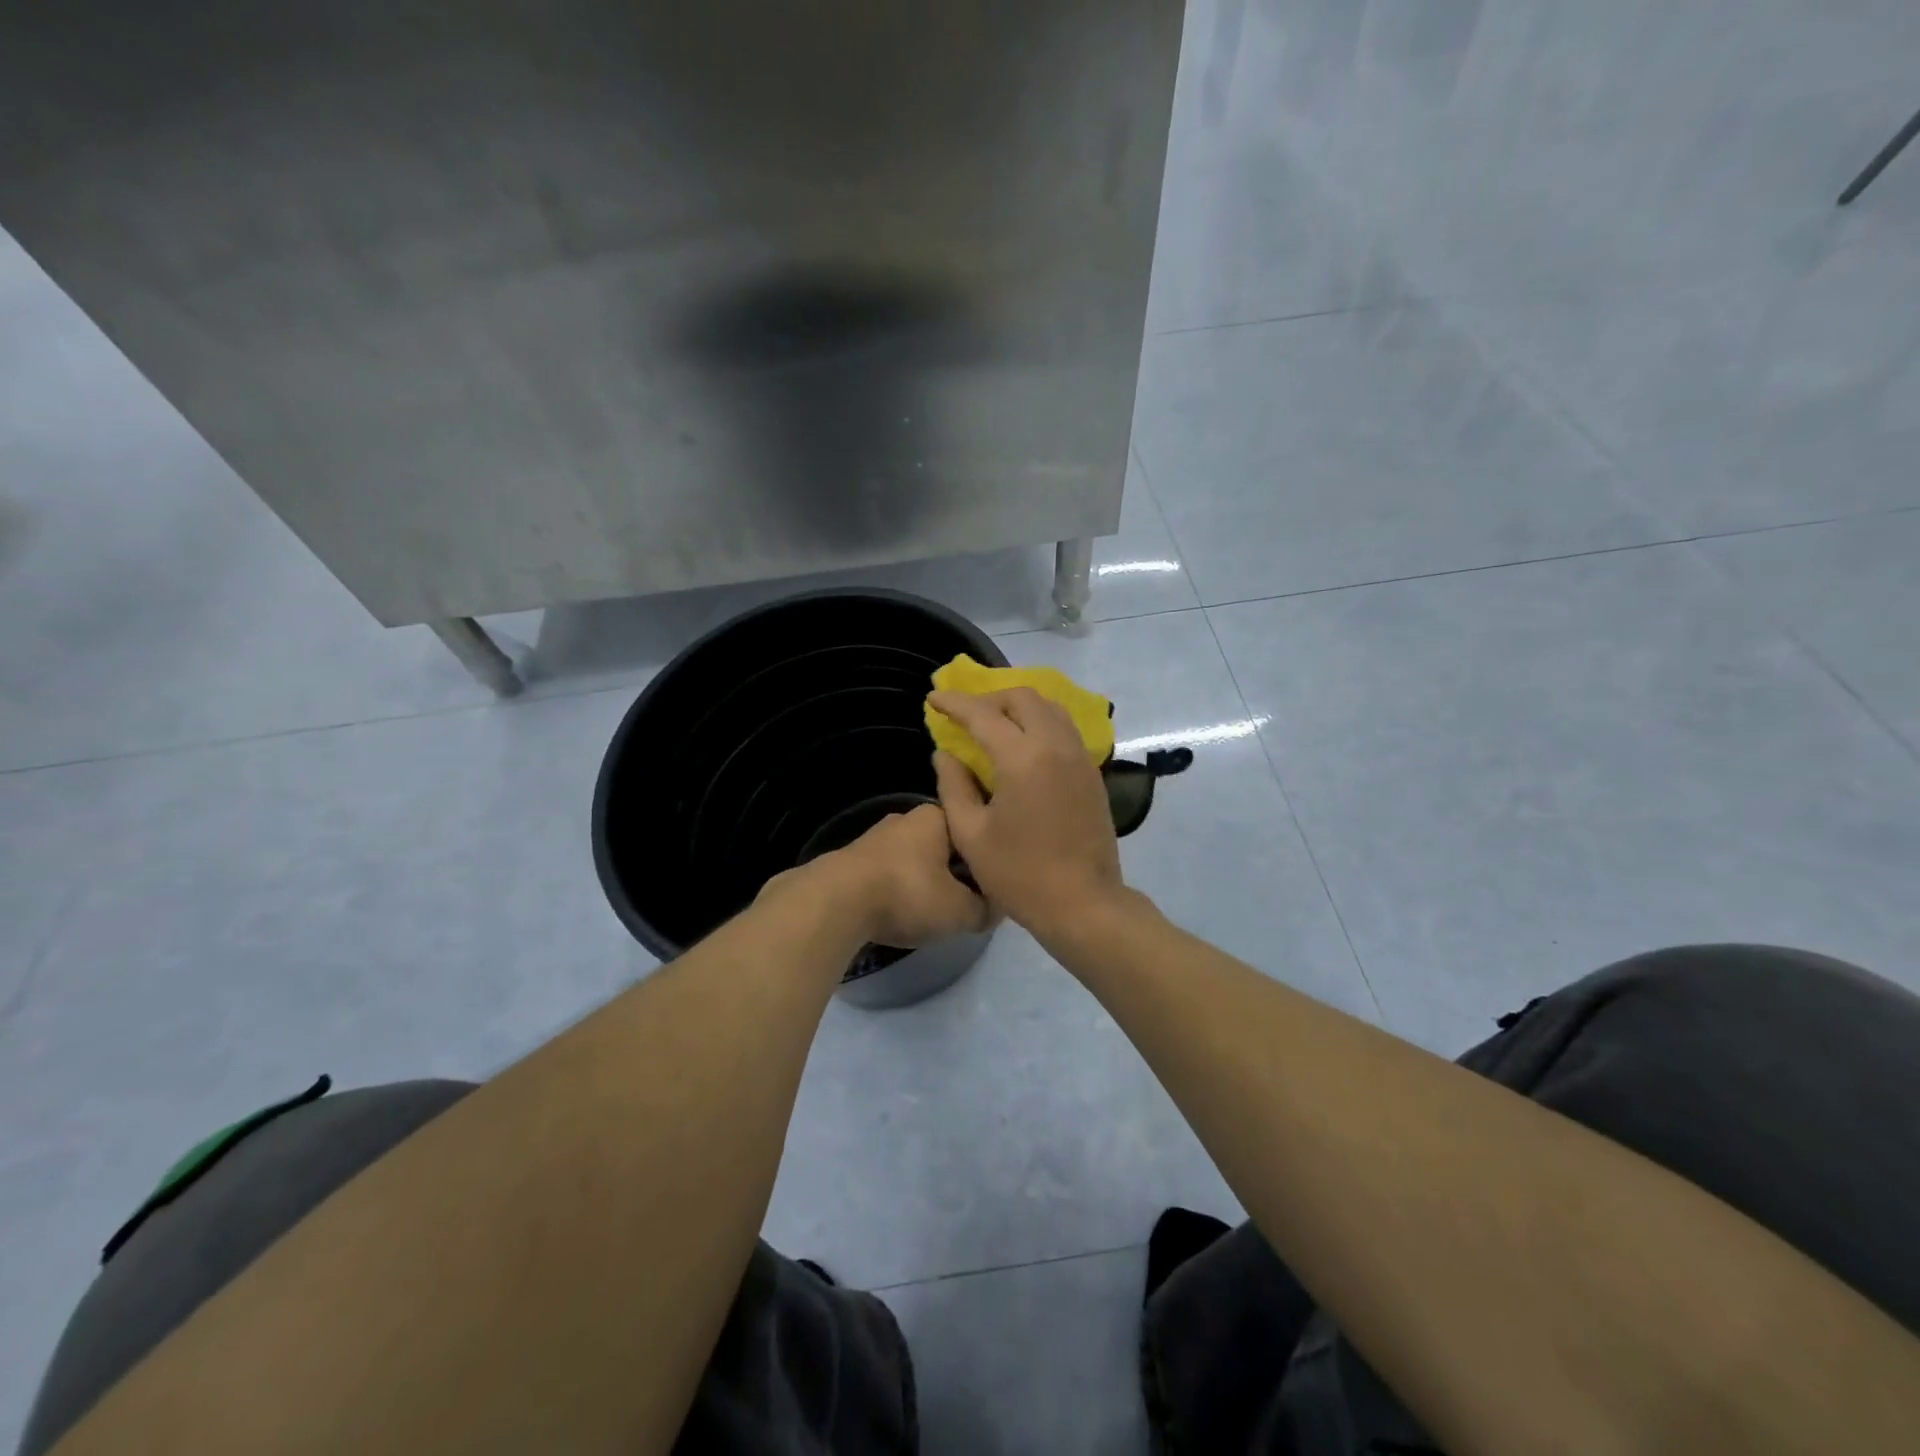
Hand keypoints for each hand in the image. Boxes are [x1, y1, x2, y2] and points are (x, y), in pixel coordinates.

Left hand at [819, 804, 990, 948]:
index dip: (986, 861)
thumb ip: (985, 909)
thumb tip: (996, 909)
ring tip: (934, 911)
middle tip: (967, 903)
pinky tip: (901, 911)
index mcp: (937, 817)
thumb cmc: (907, 894)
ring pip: (917, 859)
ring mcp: (877, 837)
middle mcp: (907, 818)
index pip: (975, 833)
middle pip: (945, 846)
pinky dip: (900, 888)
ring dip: (927, 881)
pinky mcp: (854, 859)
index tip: (993, 888)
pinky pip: (891, 872)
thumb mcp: (960, 910)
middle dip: (957, 872)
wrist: (835, 902)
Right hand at [928, 687, 1124, 934]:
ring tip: (994, 725)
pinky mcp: (1092, 772)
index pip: (983, 714)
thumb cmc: (1019, 874)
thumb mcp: (971, 835)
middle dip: (990, 698)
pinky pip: (1064, 728)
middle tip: (966, 716)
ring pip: (1049, 708)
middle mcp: (1055, 746)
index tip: (933, 698)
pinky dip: (1040, 723)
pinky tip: (1023, 745)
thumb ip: (953, 786)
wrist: (1083, 904)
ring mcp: (1079, 757)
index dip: (955, 703)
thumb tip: (944, 754)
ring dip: (1018, 707)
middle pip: (1023, 698)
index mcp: (1022, 759)